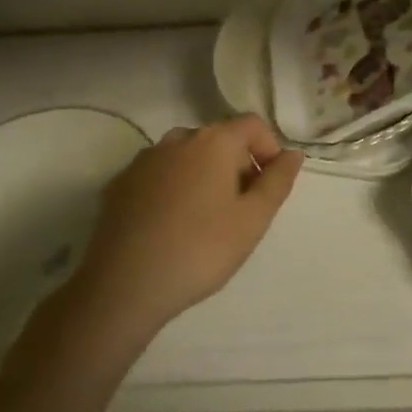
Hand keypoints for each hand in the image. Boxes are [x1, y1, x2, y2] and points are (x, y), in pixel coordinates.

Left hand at [68, 116, 302, 335]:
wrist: (122, 286)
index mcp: (214, 141)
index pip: (252, 125)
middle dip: (236, 165)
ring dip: (202, 175)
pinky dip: (172, 189)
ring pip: (186, 156)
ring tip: (204, 219)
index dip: (268, 149)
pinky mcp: (118, 184)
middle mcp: (177, 139)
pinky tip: (169, 226)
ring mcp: (144, 160)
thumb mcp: (253, 220)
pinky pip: (158, 175)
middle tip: (240, 210)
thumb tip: (293, 154)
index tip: (269, 186)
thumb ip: (278, 181)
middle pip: (219, 139)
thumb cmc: (200, 250)